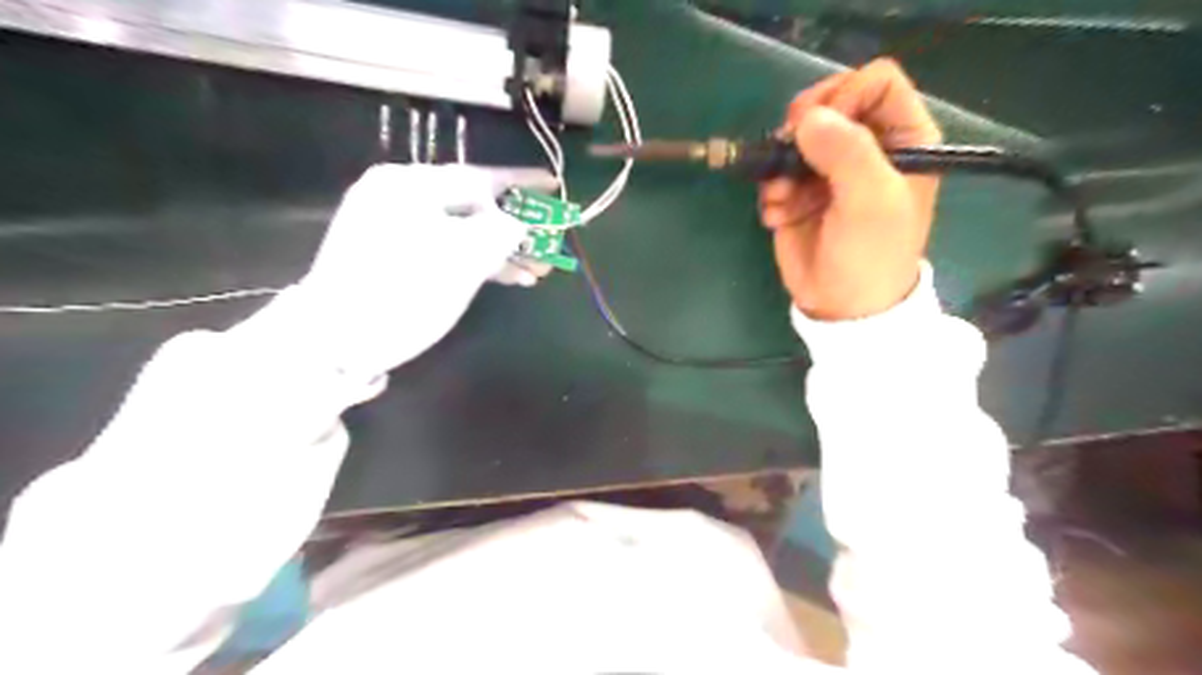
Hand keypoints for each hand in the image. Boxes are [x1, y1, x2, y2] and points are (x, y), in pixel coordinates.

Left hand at [292, 162, 556, 373]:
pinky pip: (446, 248)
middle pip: (473, 205)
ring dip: (501, 250)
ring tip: (537, 271)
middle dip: (516, 228)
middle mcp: (399, 196)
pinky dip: (476, 261)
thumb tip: (520, 224)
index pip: (479, 177)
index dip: (522, 183)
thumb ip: (501, 232)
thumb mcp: (462, 260)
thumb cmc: (402, 293)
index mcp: (410, 185)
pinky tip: (509, 277)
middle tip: (550, 243)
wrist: (335, 341)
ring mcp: (394, 227)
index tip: (554, 184)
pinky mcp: (394, 256)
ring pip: (462, 231)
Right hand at [754, 57, 942, 321]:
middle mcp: (865, 146)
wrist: (842, 306)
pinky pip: (776, 170)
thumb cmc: (871, 254)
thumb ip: (847, 152)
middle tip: (791, 154)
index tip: (823, 131)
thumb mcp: (870, 201)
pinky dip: (771, 191)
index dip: (845, 96)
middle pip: (829, 101)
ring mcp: (828, 169)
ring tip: (783, 200)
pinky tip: (778, 217)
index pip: (875, 81)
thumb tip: (806, 118)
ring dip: (781, 167)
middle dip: (803, 129)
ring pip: (795, 136)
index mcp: (902, 137)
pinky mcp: (798, 191)